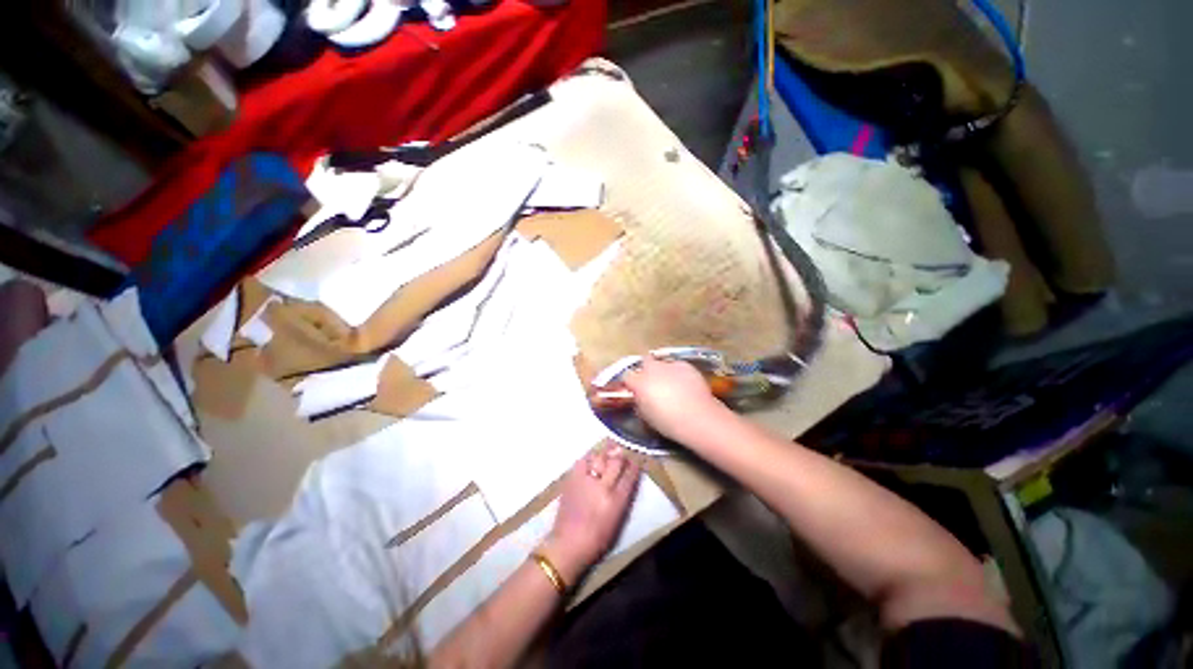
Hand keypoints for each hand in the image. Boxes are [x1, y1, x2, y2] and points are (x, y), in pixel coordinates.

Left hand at [541, 442, 639, 583]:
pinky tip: (591, 458)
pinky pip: (583, 461)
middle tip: (622, 452)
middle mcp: (603, 487)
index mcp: (616, 501)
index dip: (634, 467)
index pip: (629, 477)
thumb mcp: (616, 521)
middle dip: (621, 456)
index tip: (635, 461)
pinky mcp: (572, 479)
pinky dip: (589, 457)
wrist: (568, 543)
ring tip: (608, 450)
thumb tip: (625, 481)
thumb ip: (622, 499)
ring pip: (599, 458)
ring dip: (605, 453)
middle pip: (616, 463)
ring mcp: (586, 481)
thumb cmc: (596, 539)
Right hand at [621, 356, 727, 444]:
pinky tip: (685, 385)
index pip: (627, 376)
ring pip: (662, 363)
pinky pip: (678, 366)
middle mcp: (652, 369)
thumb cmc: (668, 422)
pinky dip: (679, 373)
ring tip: (672, 385)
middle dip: (647, 369)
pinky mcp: (686, 365)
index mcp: (639, 382)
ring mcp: (670, 365)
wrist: (697, 417)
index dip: (631, 383)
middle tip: (653, 383)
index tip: (635, 390)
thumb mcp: (646, 416)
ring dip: (664, 371)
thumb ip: (640, 402)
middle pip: (645, 361)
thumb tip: (640, 398)